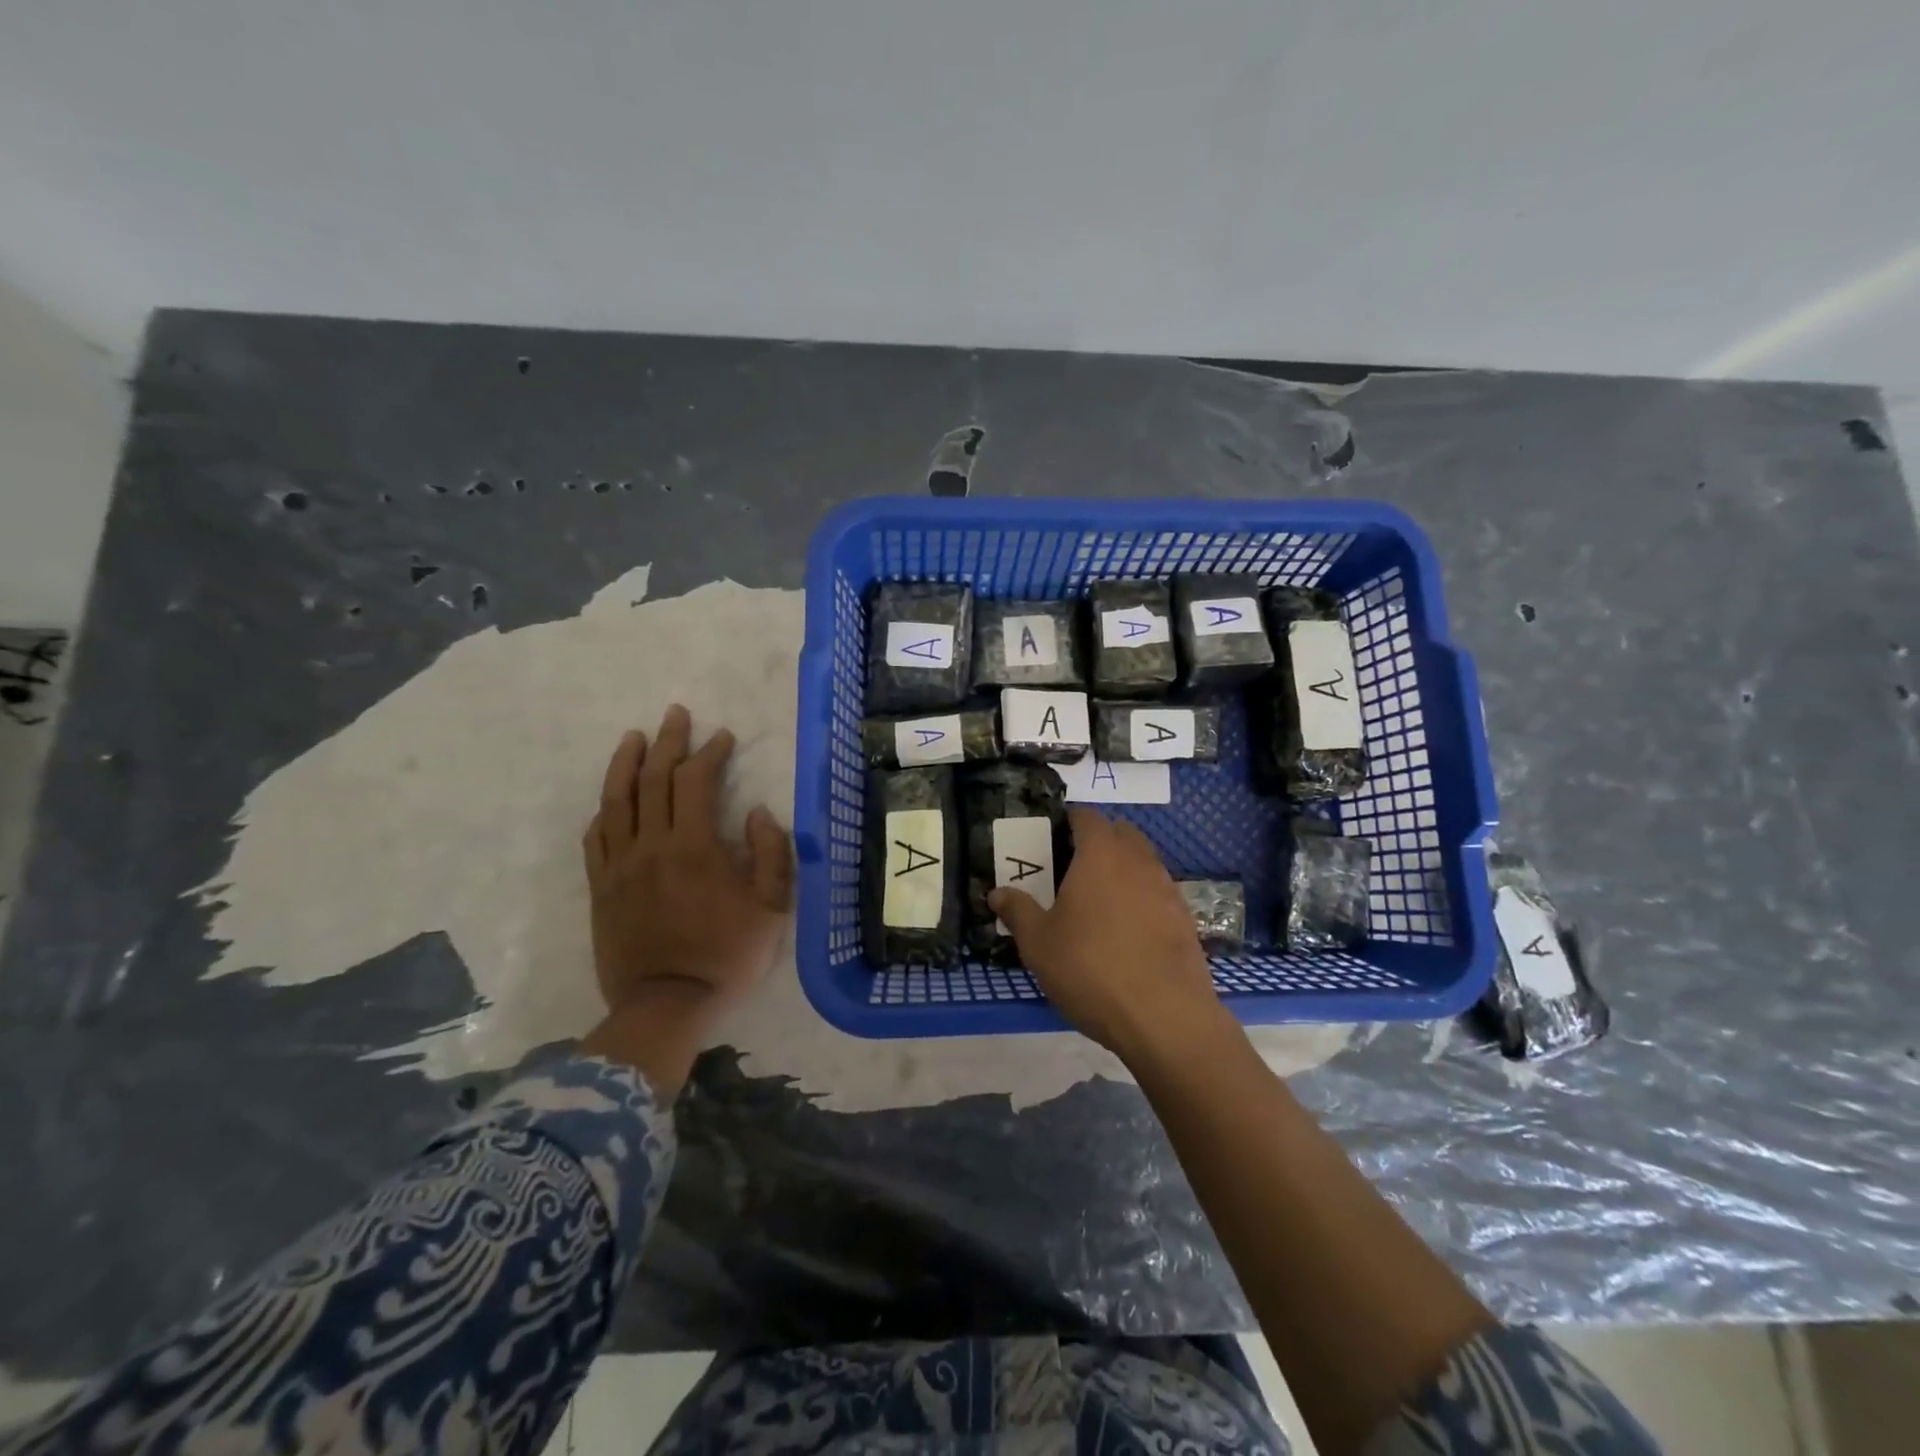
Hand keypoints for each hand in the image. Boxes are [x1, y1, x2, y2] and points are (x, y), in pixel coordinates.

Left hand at [577, 705, 792, 1089]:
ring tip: (634, 737)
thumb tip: (758, 812)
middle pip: (654, 779)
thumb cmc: (725, 956)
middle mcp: (651, 845)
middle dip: (668, 742)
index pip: (696, 782)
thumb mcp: (771, 908)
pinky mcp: (600, 887)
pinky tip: (611, 797)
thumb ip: (770, 854)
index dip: (709, 753)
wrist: (665, 1005)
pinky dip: (604, 809)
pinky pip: (596, 837)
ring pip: (616, 800)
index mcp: (694, 846)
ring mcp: (619, 865)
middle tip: (676, 715)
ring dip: (626, 763)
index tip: (723, 737)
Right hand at [989, 808, 1227, 1063]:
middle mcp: (1138, 861)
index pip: (1088, 817)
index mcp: (1100, 855)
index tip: (1054, 837)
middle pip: (1122, 832)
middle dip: (1100, 840)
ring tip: (1100, 900)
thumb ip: (1018, 911)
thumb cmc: (1091, 970)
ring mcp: (1167, 888)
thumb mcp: (1039, 944)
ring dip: (1124, 868)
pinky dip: (1143, 897)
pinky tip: (1128, 930)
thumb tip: (997, 893)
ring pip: (1144, 861)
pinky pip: (1159, 891)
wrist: (1164, 1017)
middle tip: (1074, 867)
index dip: (1070, 821)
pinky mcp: (1185, 918)